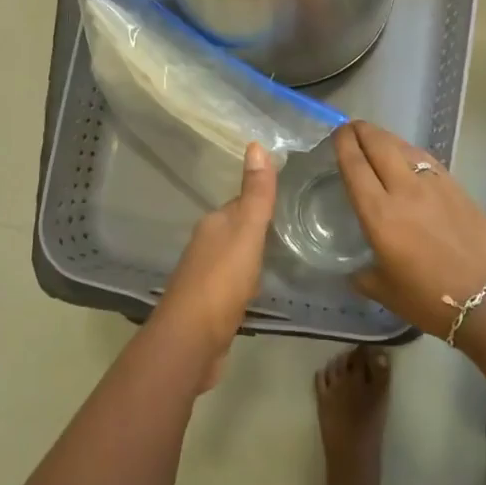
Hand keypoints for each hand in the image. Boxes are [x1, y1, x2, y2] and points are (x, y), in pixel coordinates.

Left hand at [152, 141, 276, 365]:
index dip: (262, 200)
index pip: (242, 204)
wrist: (191, 340)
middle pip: (237, 229)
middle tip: (293, 226)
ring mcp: (205, 277)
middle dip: (259, 228)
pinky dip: (247, 282)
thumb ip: (255, 194)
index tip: (290, 197)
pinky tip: (260, 290)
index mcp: (214, 225)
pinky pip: (234, 284)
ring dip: (253, 256)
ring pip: (235, 257)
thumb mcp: (246, 233)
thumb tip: (256, 144)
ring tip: (282, 256)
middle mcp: (206, 245)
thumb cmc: (221, 281)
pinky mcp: (210, 306)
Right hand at [334, 121, 485, 338]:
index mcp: (379, 213)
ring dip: (387, 138)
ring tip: (378, 139)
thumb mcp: (384, 291)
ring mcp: (434, 185)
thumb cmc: (429, 299)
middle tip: (351, 129)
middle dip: (362, 131)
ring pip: (405, 147)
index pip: (354, 164)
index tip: (335, 134)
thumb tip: (355, 272)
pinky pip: (428, 161)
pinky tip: (411, 159)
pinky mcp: (458, 189)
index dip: (342, 143)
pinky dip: (412, 153)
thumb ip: (364, 275)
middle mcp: (404, 190)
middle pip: (379, 144)